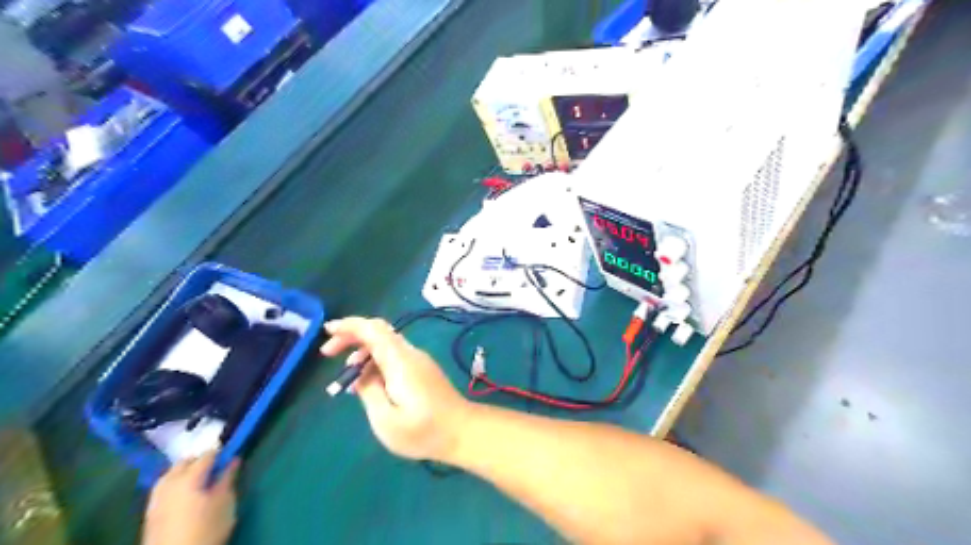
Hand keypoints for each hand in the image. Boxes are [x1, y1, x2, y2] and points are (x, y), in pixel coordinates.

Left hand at [143, 454, 238, 544]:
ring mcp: (156, 498)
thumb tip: (233, 460)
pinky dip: (173, 484)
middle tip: (215, 467)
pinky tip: (182, 492)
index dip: (220, 452)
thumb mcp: (225, 502)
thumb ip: (228, 478)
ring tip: (198, 478)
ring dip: (184, 471)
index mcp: (189, 478)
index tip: (230, 454)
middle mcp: (169, 483)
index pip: (206, 455)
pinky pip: (162, 488)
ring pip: (169, 474)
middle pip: (183, 462)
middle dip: (199, 460)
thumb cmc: (207, 529)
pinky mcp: (150, 512)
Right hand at [321, 317, 474, 461]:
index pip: (373, 330)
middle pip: (379, 333)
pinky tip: (368, 384)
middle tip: (328, 354)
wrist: (462, 431)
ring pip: (386, 345)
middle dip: (351, 338)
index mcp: (400, 361)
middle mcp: (410, 354)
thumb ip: (369, 391)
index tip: (327, 331)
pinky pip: (394, 357)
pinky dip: (376, 363)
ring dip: (363, 354)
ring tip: (348, 380)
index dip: (349, 326)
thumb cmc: (423, 430)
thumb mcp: (385, 418)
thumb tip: (362, 375)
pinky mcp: (422, 370)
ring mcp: (419, 361)